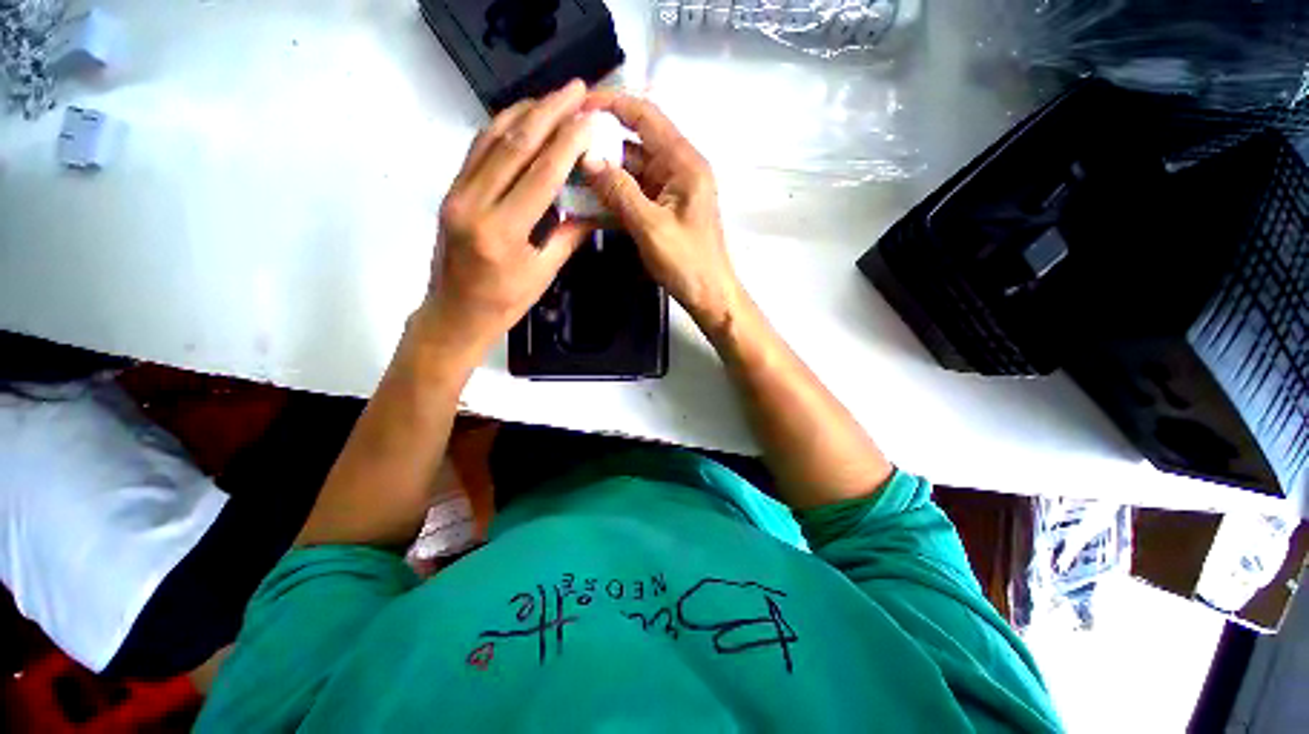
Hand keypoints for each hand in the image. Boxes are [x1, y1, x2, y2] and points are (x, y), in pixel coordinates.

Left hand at [420, 80, 596, 361]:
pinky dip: (501, 129)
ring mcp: (457, 194)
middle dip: (548, 111)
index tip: (589, 118)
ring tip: (552, 97)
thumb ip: (567, 236)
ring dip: (524, 112)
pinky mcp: (451, 192)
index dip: (567, 141)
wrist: (454, 314)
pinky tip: (521, 119)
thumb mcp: (543, 274)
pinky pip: (477, 150)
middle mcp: (474, 204)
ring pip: (491, 139)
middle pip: (514, 144)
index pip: (540, 174)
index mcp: (503, 231)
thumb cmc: (504, 303)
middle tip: (575, 89)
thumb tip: (593, 208)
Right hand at [581, 92, 742, 333]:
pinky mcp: (664, 211)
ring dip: (603, 173)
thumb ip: (619, 191)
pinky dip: (614, 196)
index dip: (611, 103)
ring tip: (567, 173)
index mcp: (684, 163)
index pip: (646, 116)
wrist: (710, 296)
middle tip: (562, 146)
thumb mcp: (651, 227)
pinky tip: (587, 201)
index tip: (576, 104)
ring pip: (632, 171)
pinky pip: (635, 194)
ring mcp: (671, 191)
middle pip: (635, 143)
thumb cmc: (688, 263)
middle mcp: (678, 169)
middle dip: (600, 143)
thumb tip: (586, 157)